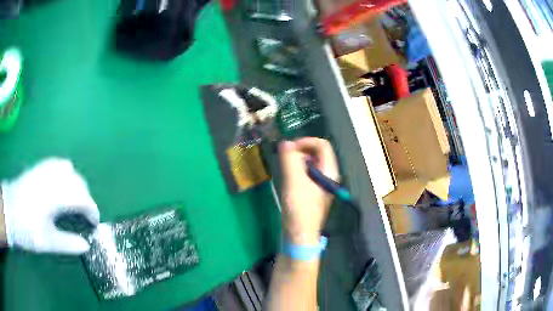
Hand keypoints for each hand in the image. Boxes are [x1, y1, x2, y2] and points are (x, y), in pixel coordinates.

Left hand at [2, 158, 98, 254]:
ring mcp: (44, 169)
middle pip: (77, 181)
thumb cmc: (26, 228)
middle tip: (85, 215)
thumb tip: (86, 245)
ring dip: (76, 184)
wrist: (9, 210)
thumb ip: (67, 243)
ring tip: (75, 199)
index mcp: (55, 195)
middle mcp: (52, 177)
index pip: (82, 198)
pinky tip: (61, 183)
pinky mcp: (38, 168)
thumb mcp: (46, 241)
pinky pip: (57, 163)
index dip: (92, 210)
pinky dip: (65, 173)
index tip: (94, 223)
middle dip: (85, 197)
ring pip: (68, 169)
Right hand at [279, 138, 338, 245]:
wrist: (299, 235)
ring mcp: (320, 184)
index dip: (306, 142)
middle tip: (285, 158)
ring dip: (297, 161)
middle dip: (300, 151)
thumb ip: (290, 160)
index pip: (322, 145)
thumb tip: (285, 142)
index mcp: (329, 171)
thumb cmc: (300, 208)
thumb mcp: (294, 181)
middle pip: (316, 153)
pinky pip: (305, 174)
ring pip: (310, 163)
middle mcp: (327, 175)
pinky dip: (296, 171)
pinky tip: (287, 179)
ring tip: (285, 169)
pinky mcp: (312, 192)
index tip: (289, 148)